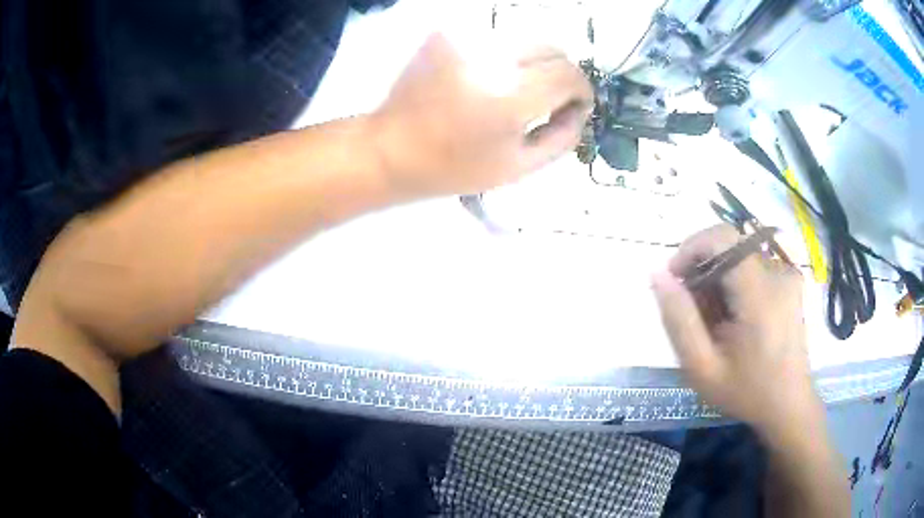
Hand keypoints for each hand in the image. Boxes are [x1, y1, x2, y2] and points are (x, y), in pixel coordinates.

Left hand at [368, 33, 592, 198]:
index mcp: (509, 96)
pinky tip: (488, 79)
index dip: (582, 90)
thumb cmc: (453, 168)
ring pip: (526, 39)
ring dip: (534, 63)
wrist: (389, 149)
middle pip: (552, 48)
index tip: (575, 106)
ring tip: (517, 90)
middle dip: (561, 73)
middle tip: (549, 99)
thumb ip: (563, 138)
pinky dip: (504, 56)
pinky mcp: (446, 33)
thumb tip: (580, 109)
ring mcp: (464, 39)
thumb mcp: (518, 167)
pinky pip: (495, 38)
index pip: (569, 74)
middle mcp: (489, 57)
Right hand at [652, 225, 822, 437]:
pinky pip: (753, 264)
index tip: (675, 278)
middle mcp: (778, 274)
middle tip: (693, 311)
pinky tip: (734, 316)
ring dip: (718, 278)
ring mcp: (788, 275)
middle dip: (702, 269)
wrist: (788, 404)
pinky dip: (735, 282)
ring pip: (739, 255)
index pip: (722, 239)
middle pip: (729, 246)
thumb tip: (658, 274)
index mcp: (760, 295)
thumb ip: (679, 320)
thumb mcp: (702, 368)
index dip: (691, 248)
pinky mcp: (790, 280)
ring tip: (715, 320)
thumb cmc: (746, 391)